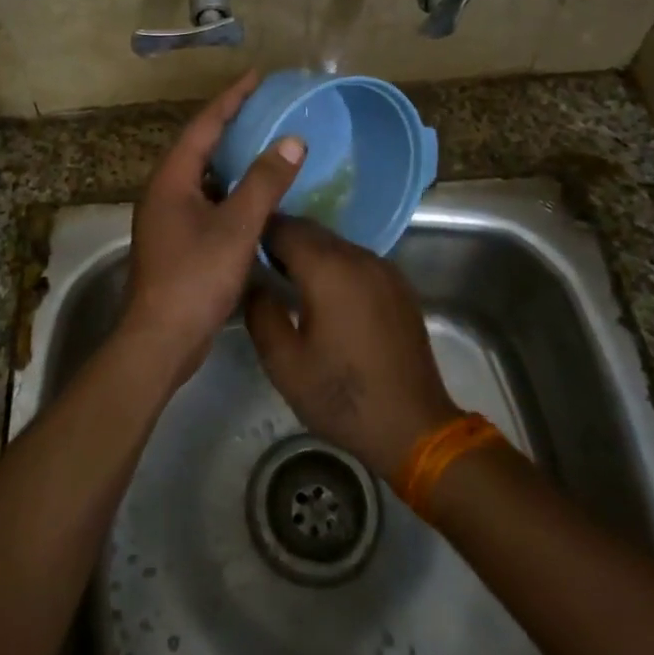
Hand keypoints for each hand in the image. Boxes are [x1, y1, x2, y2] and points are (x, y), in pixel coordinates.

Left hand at [121, 71, 304, 385]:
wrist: (160, 340)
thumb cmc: (195, 277)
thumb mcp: (236, 227)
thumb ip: (264, 182)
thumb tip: (292, 140)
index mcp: (172, 178)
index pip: (204, 125)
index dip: (231, 98)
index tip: (257, 76)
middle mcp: (164, 190)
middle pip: (200, 145)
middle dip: (231, 123)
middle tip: (265, 106)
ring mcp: (167, 216)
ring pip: (203, 174)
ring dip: (231, 157)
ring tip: (264, 143)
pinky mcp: (176, 240)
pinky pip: (206, 198)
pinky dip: (230, 188)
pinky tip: (255, 195)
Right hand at [244, 217, 461, 477]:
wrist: (413, 426)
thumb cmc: (341, 397)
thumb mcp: (284, 364)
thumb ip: (261, 313)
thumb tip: (255, 283)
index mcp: (328, 269)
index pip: (284, 228)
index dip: (258, 233)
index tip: (240, 248)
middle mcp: (358, 257)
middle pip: (312, 231)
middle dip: (283, 240)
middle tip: (259, 265)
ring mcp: (384, 269)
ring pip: (336, 244)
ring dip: (310, 253)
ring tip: (289, 282)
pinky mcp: (398, 285)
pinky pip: (357, 261)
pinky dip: (336, 266)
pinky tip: (327, 297)